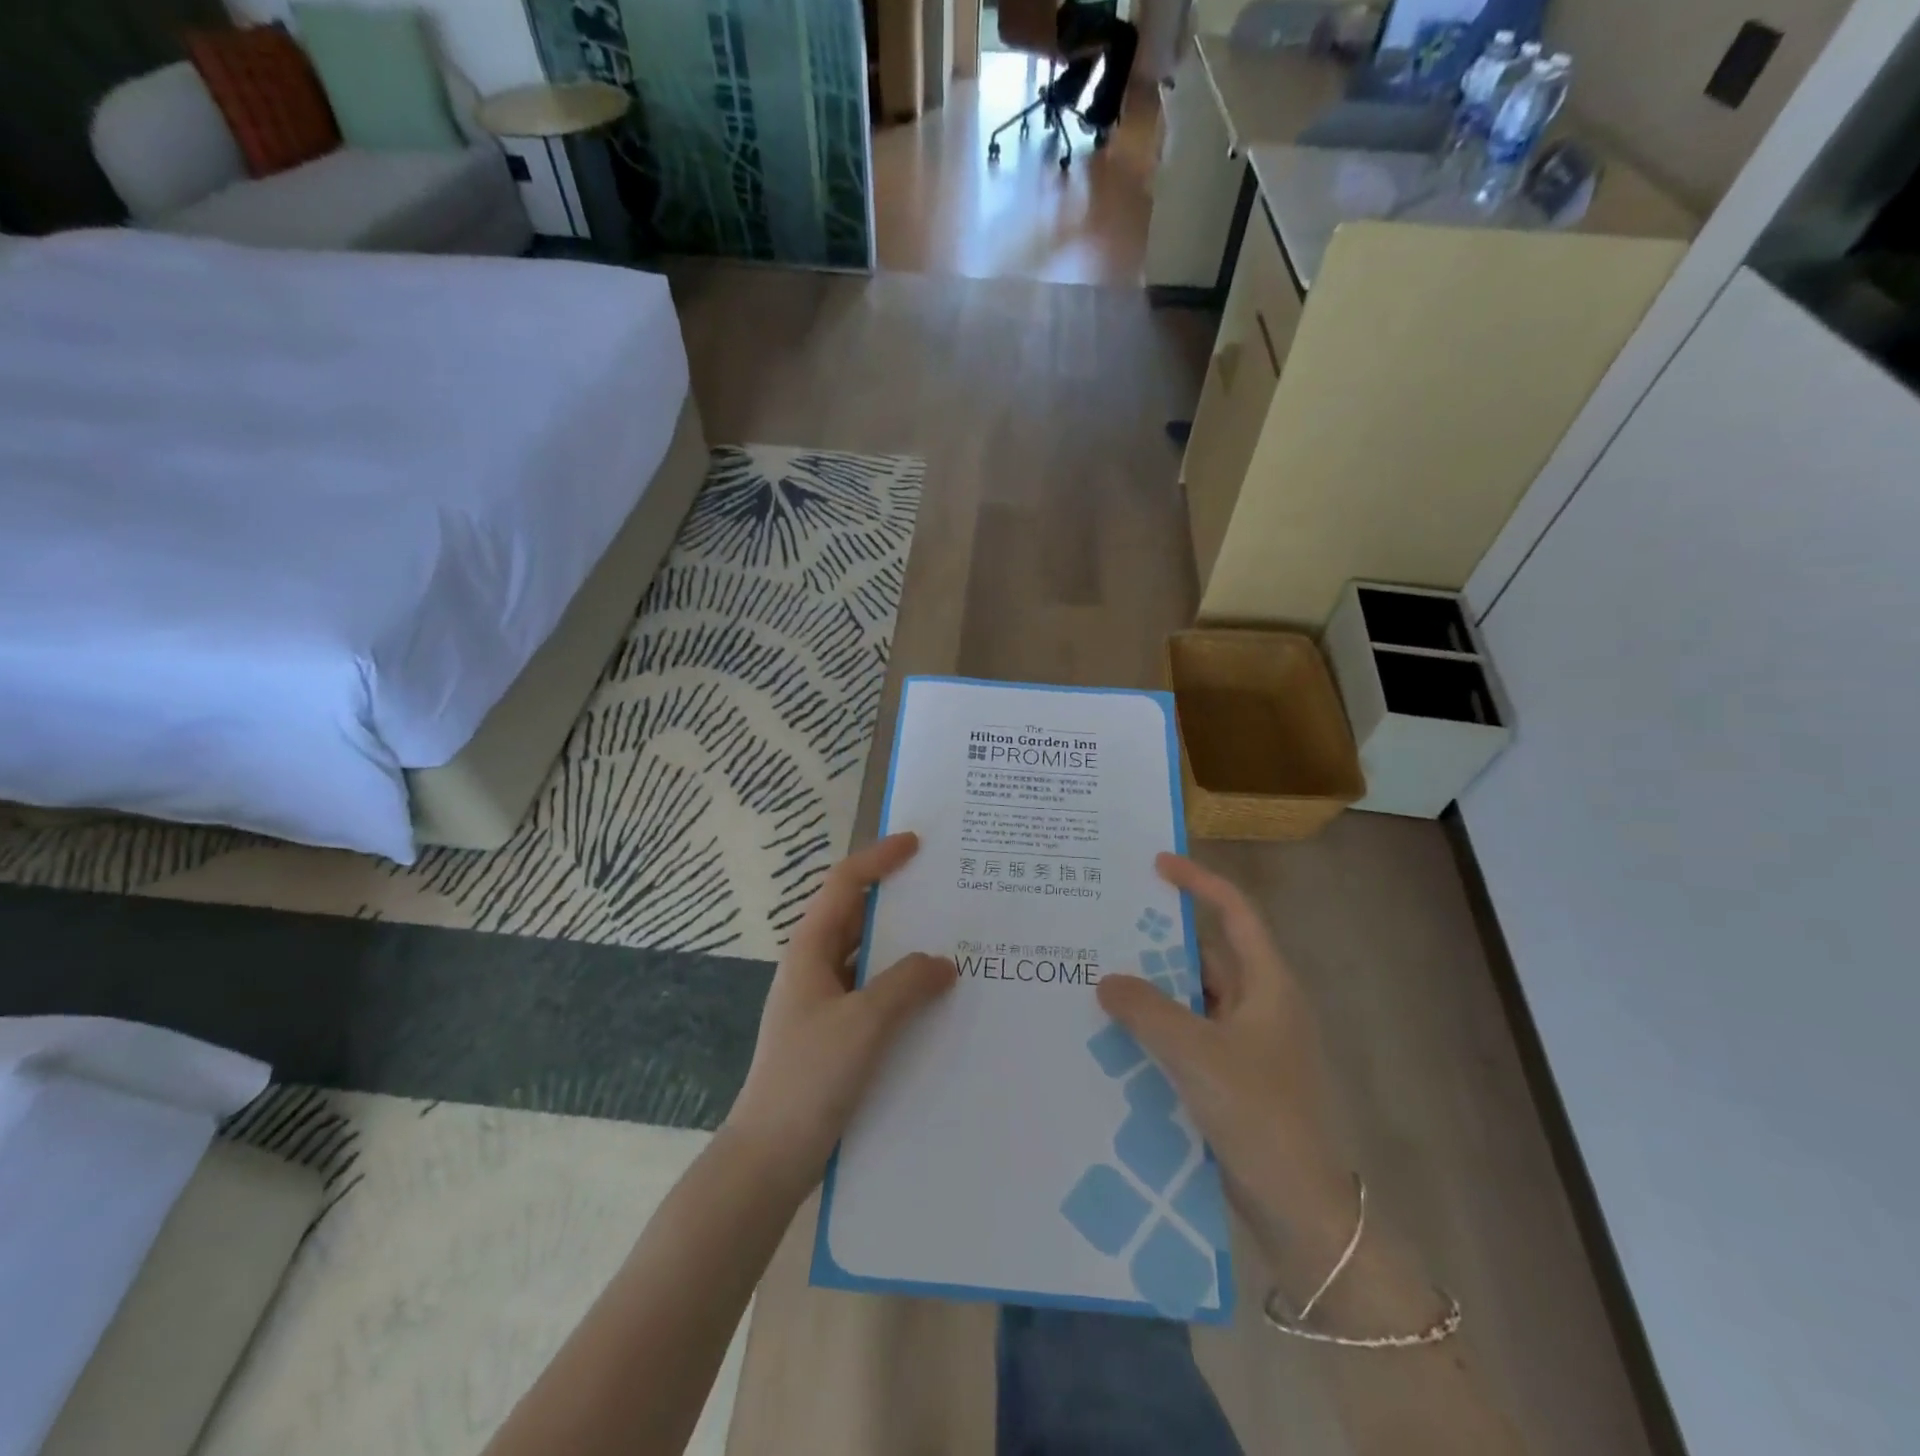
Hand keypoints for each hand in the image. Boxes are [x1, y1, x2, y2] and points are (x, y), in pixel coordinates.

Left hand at [724, 833, 956, 1190]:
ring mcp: (823, 1003)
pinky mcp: (835, 1035)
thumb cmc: (810, 1077)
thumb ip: (907, 984)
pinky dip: (902, 986)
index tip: (916, 845)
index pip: (844, 885)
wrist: (770, 1157)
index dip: (878, 859)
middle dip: (897, 901)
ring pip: (868, 958)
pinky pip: (874, 994)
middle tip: (945, 892)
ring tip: (952, 943)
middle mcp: (814, 967)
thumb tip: (943, 962)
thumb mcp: (864, 1023)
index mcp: (810, 950)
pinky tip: (934, 1001)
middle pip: (857, 917)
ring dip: (903, 948)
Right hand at [1096, 854, 1353, 1266]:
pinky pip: (1188, 1037)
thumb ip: (1147, 1011)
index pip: (1235, 913)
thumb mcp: (1197, 1055)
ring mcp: (1248, 1046)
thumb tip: (1106, 980)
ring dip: (1153, 989)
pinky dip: (1157, 1029)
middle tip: (1106, 924)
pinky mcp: (1233, 1080)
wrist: (1303, 1213)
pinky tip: (1117, 1035)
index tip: (1155, 864)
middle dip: (1160, 939)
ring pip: (1193, 999)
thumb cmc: (1261, 1116)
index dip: (1198, 882)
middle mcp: (1260, 1006)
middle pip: (1207, 955)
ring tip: (1099, 975)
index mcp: (1268, 986)